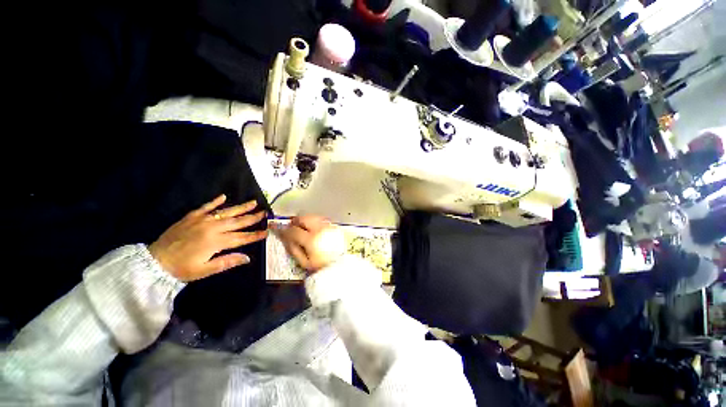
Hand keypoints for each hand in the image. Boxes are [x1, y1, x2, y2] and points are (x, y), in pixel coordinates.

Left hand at [149, 195, 267, 281]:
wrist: (154, 261)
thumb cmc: (181, 268)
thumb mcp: (205, 270)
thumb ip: (227, 262)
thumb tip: (247, 258)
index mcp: (217, 242)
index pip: (242, 237)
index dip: (255, 235)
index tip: (267, 231)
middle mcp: (212, 228)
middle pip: (237, 222)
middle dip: (252, 217)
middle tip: (264, 212)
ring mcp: (202, 220)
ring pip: (226, 212)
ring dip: (241, 207)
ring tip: (253, 202)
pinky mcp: (191, 217)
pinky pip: (206, 206)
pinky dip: (215, 201)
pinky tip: (224, 196)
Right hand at [273, 215, 344, 272]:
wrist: (340, 265)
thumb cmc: (321, 266)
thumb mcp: (304, 262)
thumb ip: (293, 249)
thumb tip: (287, 239)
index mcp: (311, 239)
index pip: (294, 230)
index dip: (285, 230)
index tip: (280, 230)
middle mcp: (321, 230)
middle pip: (304, 218)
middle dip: (296, 221)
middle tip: (292, 226)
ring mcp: (329, 227)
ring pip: (313, 216)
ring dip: (306, 220)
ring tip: (303, 227)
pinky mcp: (335, 227)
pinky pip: (322, 220)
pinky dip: (315, 222)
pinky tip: (314, 229)